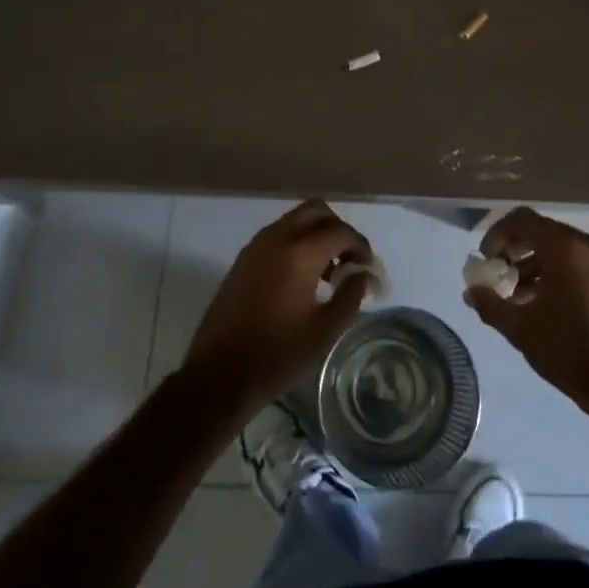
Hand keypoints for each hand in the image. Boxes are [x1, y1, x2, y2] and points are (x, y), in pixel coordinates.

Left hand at [181, 201, 373, 417]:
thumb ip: (350, 295)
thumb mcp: (324, 330)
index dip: (361, 246)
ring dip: (316, 235)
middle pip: (316, 211)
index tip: (370, 269)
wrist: (218, 375)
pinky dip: (296, 243)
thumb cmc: (277, 355)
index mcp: (300, 253)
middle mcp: (277, 238)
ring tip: (328, 274)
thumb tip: (364, 274)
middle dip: (338, 229)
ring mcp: (256, 247)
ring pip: (294, 220)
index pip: (340, 232)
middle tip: (349, 260)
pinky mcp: (242, 260)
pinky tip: (302, 279)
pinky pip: (277, 235)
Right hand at [463, 207, 588, 424]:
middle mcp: (587, 245)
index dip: (497, 234)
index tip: (486, 261)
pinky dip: (552, 270)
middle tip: (497, 274)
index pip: (522, 220)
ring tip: (514, 293)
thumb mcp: (521, 329)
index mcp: (566, 249)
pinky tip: (537, 300)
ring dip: (531, 262)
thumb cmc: (569, 351)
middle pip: (540, 230)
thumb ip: (490, 304)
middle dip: (513, 249)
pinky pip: (573, 260)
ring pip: (556, 246)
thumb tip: (471, 292)